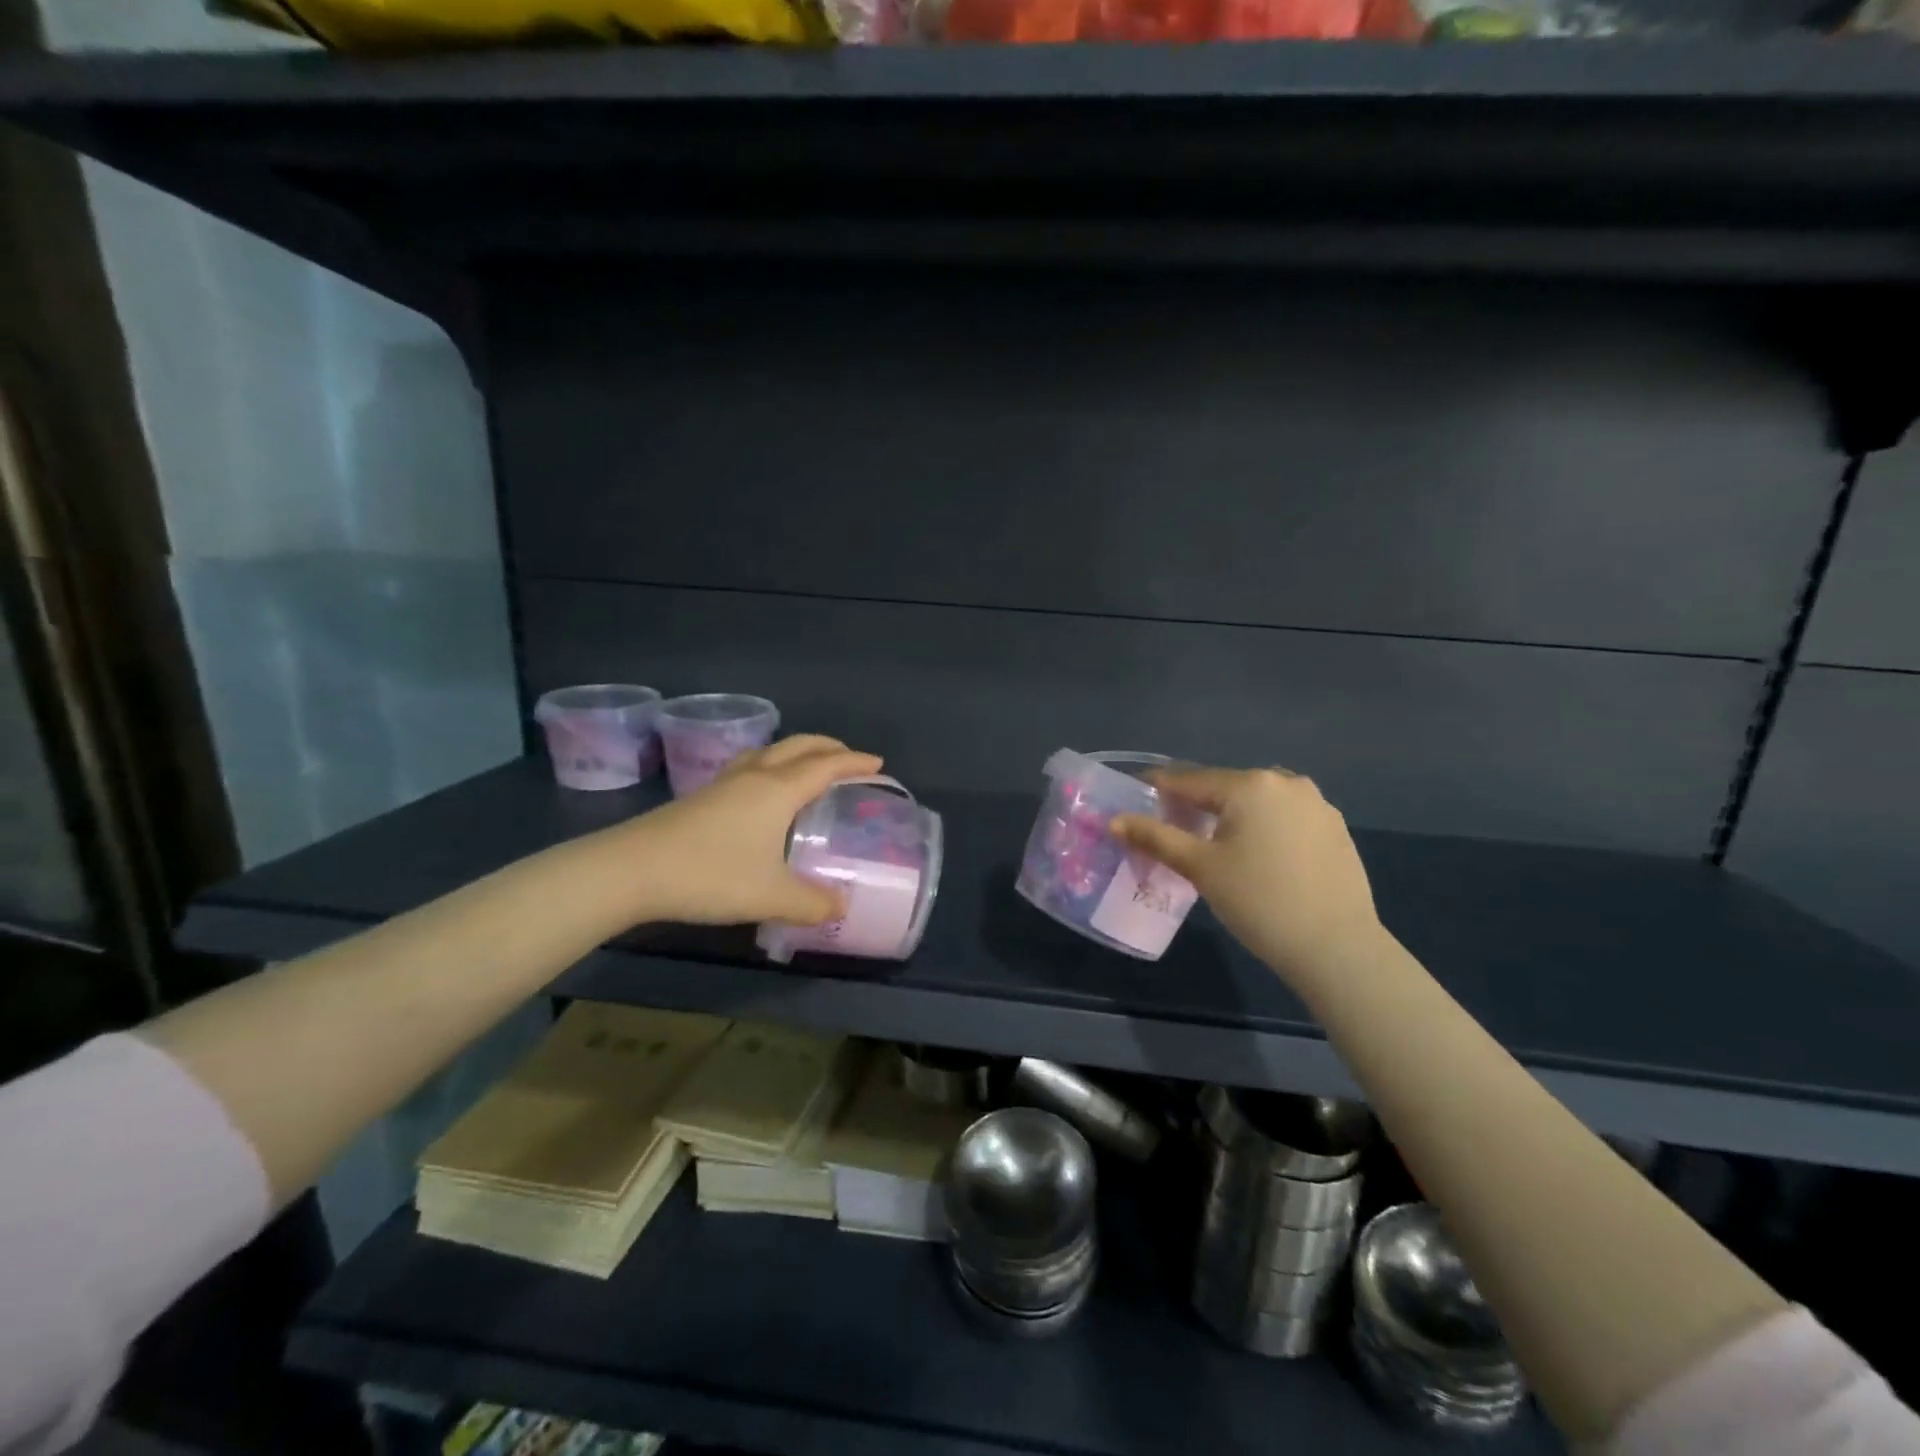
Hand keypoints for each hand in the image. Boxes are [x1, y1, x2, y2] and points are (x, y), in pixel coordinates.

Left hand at [620, 735, 882, 926]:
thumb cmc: (710, 874)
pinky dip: (769, 767)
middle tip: (850, 759)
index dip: (855, 763)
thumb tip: (841, 905)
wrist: (632, 870)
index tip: (879, 765)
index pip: (826, 766)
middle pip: (798, 747)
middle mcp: (754, 776)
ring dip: (795, 752)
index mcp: (778, 790)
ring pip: (768, 752)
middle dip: (828, 748)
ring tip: (807, 768)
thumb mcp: (771, 896)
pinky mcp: (701, 796)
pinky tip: (760, 793)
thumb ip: (812, 902)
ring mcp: (723, 783)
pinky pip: (748, 767)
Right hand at [1111, 766, 1384, 992]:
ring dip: (1231, 816)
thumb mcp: (1200, 868)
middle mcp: (1287, 782)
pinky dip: (1263, 829)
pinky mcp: (1335, 829)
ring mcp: (1317, 804)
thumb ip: (1155, 837)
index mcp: (1251, 785)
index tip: (1133, 797)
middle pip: (1224, 788)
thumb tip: (1114, 820)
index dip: (1157, 788)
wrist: (1337, 947)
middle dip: (1195, 805)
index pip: (1189, 780)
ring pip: (1257, 802)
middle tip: (1171, 830)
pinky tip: (1258, 859)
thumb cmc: (1259, 901)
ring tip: (1214, 846)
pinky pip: (1285, 818)